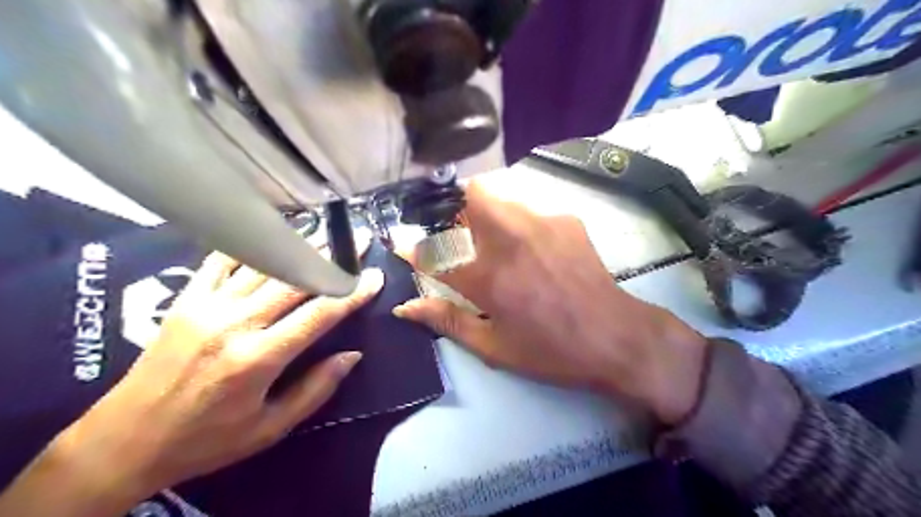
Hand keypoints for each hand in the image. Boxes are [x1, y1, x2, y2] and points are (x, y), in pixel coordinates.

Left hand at [1, 251, 380, 515]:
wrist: (124, 441)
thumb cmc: (206, 440)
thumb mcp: (269, 428)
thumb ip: (316, 389)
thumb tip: (352, 355)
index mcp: (258, 358)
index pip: (319, 315)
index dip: (351, 293)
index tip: (374, 277)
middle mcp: (235, 324)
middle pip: (295, 279)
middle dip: (333, 259)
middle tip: (357, 241)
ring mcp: (207, 306)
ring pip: (263, 264)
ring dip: (299, 246)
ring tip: (326, 232)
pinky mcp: (186, 300)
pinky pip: (222, 261)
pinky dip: (251, 245)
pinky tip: (271, 234)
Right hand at [394, 180, 706, 426]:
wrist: (616, 336)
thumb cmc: (551, 351)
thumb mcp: (494, 346)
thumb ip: (447, 320)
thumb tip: (406, 307)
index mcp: (488, 278)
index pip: (433, 251)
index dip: (412, 248)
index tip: (403, 245)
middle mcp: (510, 240)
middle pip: (470, 194)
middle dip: (454, 208)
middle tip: (460, 237)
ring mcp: (541, 224)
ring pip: (498, 197)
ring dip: (485, 215)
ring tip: (498, 246)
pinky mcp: (566, 220)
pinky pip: (528, 210)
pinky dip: (518, 224)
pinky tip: (534, 252)